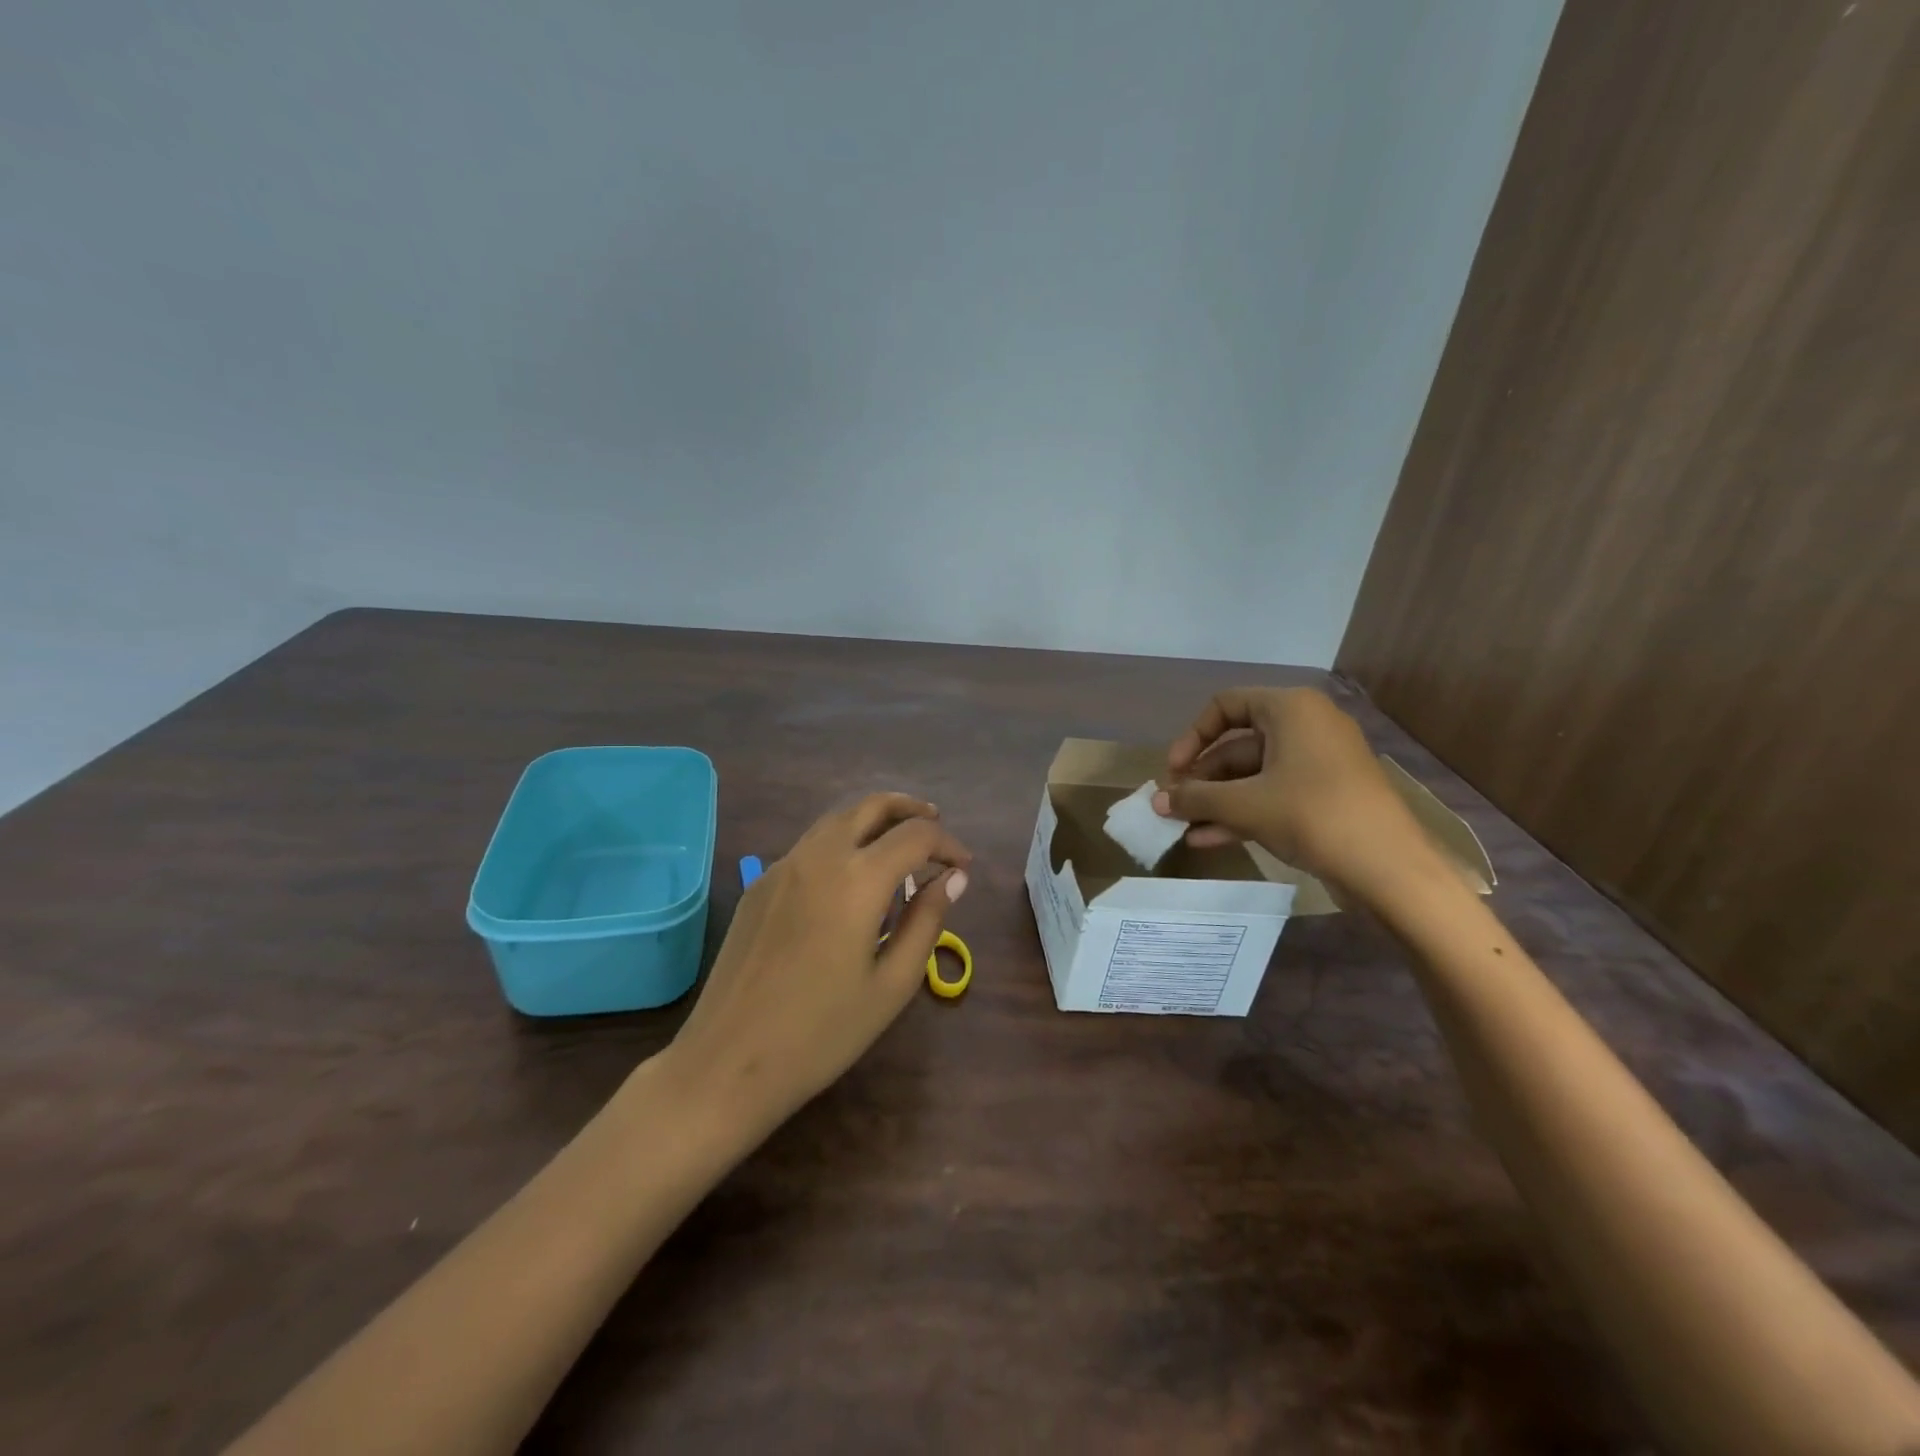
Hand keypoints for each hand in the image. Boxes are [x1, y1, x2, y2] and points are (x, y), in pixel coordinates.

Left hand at [668, 793, 971, 1130]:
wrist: (727, 1063)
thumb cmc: (822, 1033)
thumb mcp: (892, 984)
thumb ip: (926, 921)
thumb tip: (953, 879)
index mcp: (858, 878)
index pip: (915, 835)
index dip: (947, 844)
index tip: (963, 867)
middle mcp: (819, 856)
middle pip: (872, 806)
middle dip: (911, 810)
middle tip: (936, 826)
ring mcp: (782, 867)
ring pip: (837, 819)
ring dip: (874, 821)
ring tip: (899, 846)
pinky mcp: (759, 886)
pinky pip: (810, 846)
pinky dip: (843, 843)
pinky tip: (851, 879)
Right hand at [1154, 687, 1432, 894]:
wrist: (1389, 867)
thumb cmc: (1312, 815)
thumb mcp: (1244, 805)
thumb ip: (1195, 798)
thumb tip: (1156, 802)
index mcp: (1290, 709)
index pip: (1225, 705)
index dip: (1192, 737)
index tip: (1174, 771)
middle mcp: (1305, 726)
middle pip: (1237, 745)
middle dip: (1202, 779)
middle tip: (1174, 807)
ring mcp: (1318, 763)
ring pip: (1253, 775)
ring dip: (1216, 801)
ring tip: (1183, 827)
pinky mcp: (1325, 795)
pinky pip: (1273, 794)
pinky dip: (1242, 812)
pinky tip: (1208, 839)